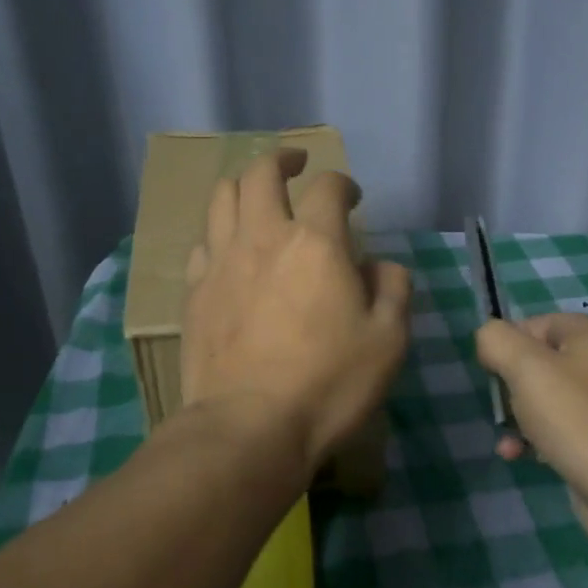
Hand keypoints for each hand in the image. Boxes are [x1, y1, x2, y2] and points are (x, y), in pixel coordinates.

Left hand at [181, 149, 411, 471]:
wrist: (248, 428)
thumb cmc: (328, 384)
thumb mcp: (388, 341)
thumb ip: (392, 290)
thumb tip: (379, 267)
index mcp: (315, 242)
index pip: (328, 187)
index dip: (343, 183)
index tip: (352, 197)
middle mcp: (263, 238)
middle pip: (261, 173)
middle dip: (281, 159)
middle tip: (295, 164)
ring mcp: (221, 263)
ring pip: (222, 198)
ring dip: (243, 186)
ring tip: (256, 196)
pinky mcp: (194, 293)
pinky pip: (201, 244)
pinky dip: (218, 235)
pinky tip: (228, 252)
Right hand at [476, 314, 587, 545]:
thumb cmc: (577, 419)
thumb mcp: (526, 368)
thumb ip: (497, 340)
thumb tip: (488, 338)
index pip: (535, 324)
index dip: (507, 347)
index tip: (493, 375)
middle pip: (539, 363)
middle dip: (512, 387)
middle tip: (504, 409)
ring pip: (546, 398)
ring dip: (519, 417)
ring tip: (509, 441)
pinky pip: (560, 428)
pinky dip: (536, 438)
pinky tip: (518, 456)